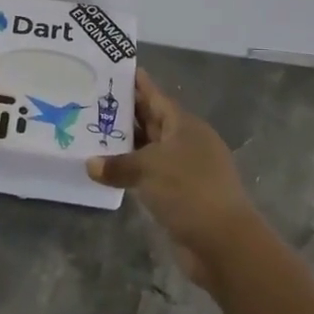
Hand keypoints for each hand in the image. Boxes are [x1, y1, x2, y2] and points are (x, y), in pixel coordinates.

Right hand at [87, 70, 262, 290]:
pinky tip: (109, 170)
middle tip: (92, 101)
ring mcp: (185, 169)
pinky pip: (150, 174)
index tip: (114, 70)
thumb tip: (90, 164)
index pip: (156, 96)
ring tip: (93, 133)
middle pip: (152, 121)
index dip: (137, 83)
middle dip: (125, 113)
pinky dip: (132, 171)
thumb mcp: (148, 170)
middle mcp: (186, 142)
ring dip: (126, 144)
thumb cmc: (188, 191)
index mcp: (184, 125)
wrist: (223, 243)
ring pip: (150, 149)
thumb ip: (117, 164)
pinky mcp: (181, 195)